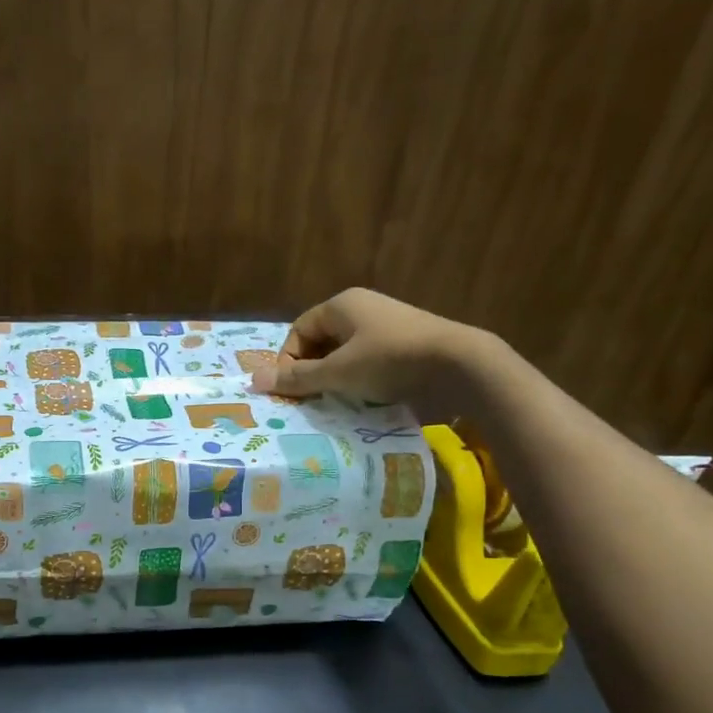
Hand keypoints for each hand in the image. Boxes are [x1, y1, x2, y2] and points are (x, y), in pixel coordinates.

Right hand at [250, 288, 488, 411]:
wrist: (459, 367)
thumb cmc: (390, 361)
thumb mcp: (337, 372)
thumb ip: (297, 378)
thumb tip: (253, 381)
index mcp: (342, 305)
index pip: (299, 331)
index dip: (288, 361)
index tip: (291, 390)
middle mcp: (362, 311)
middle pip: (321, 344)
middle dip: (311, 374)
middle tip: (308, 402)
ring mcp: (386, 330)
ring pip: (344, 358)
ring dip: (334, 383)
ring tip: (333, 407)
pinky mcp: (404, 350)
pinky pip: (368, 367)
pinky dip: (358, 385)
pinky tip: (360, 405)